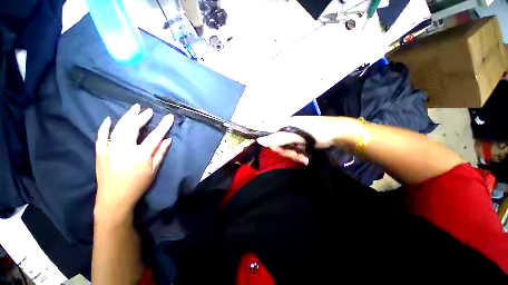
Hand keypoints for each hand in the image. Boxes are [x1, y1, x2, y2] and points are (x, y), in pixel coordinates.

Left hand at [94, 104, 173, 222]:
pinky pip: (101, 137)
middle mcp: (124, 148)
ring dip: (127, 117)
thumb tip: (168, 139)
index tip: (170, 116)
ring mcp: (110, 149)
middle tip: (148, 110)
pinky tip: (109, 120)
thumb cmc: (138, 185)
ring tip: (134, 109)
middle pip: (133, 127)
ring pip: (118, 128)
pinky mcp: (100, 153)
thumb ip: (160, 153)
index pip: (155, 135)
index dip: (164, 125)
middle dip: (142, 117)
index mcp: (140, 154)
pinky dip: (104, 127)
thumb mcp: (153, 170)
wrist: (114, 199)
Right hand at [257, 116, 359, 164]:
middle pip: (276, 143)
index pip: (267, 132)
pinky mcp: (298, 141)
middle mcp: (285, 129)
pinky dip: (298, 154)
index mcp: (282, 124)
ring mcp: (292, 136)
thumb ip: (277, 138)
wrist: (336, 133)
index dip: (269, 142)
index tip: (277, 149)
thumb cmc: (316, 131)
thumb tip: (259, 140)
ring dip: (293, 154)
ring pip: (285, 148)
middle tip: (293, 153)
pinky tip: (305, 157)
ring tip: (303, 157)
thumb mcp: (295, 135)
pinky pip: (292, 150)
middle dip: (284, 151)